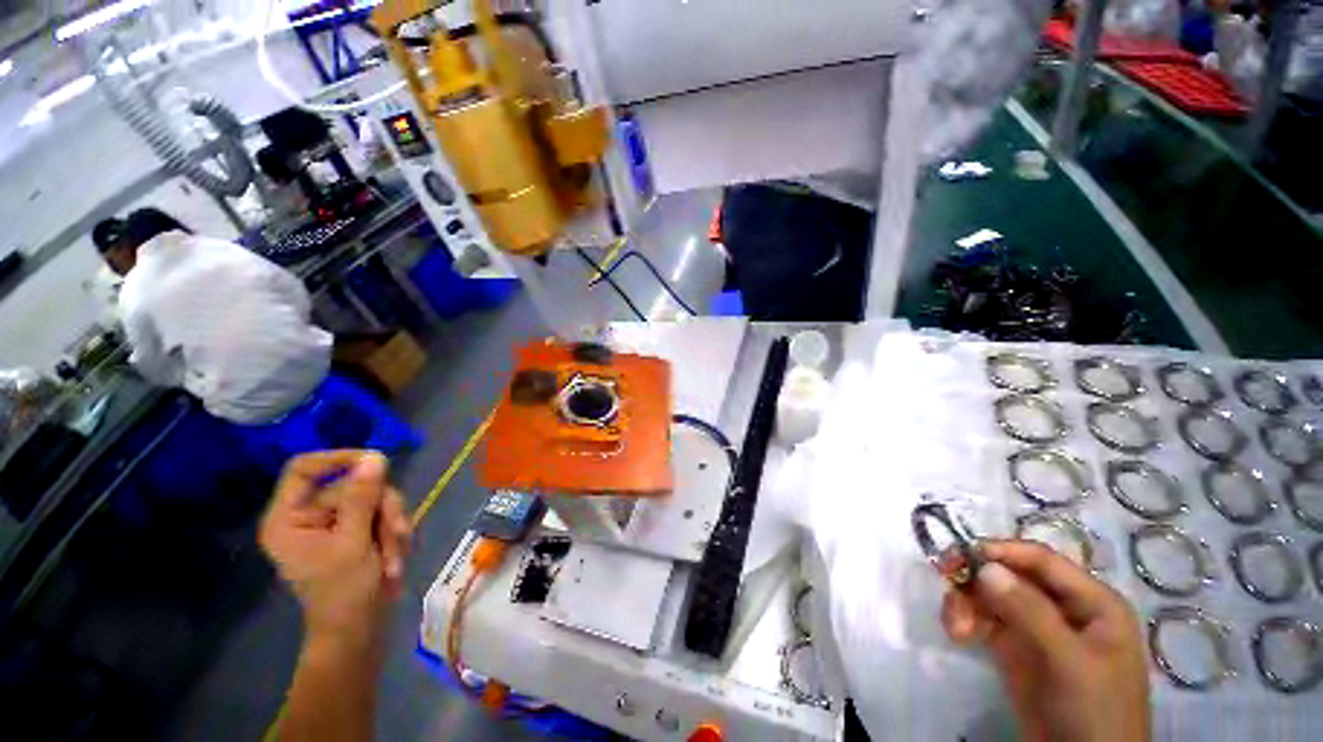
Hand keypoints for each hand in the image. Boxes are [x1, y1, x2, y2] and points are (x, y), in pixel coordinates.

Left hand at [259, 450, 411, 648]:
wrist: (359, 631)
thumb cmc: (344, 594)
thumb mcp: (353, 543)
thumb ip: (362, 498)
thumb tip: (375, 456)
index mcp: (289, 519)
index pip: (304, 469)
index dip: (338, 458)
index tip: (376, 461)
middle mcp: (309, 516)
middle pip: (353, 485)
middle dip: (382, 510)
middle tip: (397, 534)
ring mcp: (335, 524)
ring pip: (375, 499)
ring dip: (393, 525)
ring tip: (395, 557)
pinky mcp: (356, 531)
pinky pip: (383, 514)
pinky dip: (395, 533)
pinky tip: (394, 559)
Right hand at [941, 540, 1149, 741]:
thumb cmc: (1095, 711)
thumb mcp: (1070, 663)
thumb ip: (1031, 614)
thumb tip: (984, 567)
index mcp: (1091, 602)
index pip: (1041, 560)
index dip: (1000, 552)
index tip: (959, 556)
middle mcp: (1062, 607)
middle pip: (1010, 575)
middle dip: (976, 580)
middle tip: (946, 584)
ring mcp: (1037, 628)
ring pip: (991, 595)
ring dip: (967, 602)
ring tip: (955, 628)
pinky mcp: (1015, 648)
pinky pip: (984, 618)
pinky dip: (966, 619)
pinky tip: (958, 634)